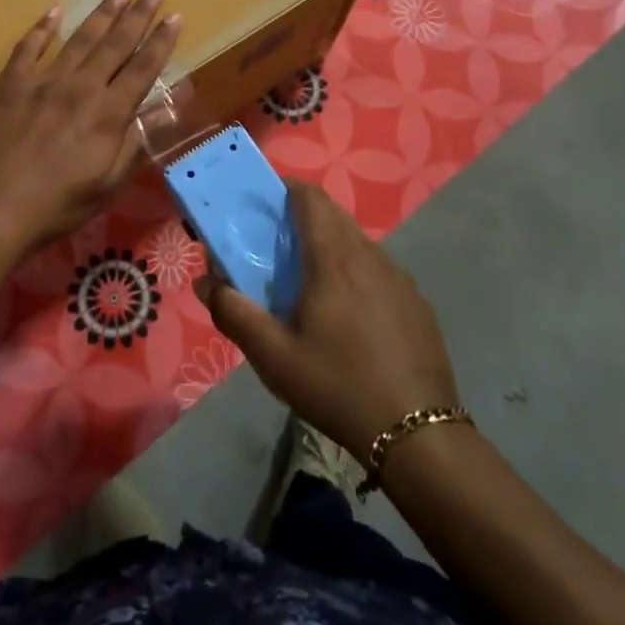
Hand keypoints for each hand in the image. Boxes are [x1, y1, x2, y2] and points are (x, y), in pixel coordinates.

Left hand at [0, 0, 179, 256]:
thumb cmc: (56, 206)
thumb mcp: (108, 184)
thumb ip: (137, 142)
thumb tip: (169, 109)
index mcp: (108, 113)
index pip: (142, 69)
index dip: (160, 42)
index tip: (174, 17)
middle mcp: (80, 87)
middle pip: (114, 44)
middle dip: (137, 16)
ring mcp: (42, 82)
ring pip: (79, 39)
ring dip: (101, 14)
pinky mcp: (10, 85)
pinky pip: (28, 48)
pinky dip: (42, 28)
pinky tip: (53, 11)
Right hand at [196, 182, 460, 466]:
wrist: (419, 434)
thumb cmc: (338, 386)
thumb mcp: (274, 357)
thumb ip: (234, 313)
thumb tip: (206, 281)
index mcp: (334, 258)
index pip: (310, 196)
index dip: (284, 190)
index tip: (262, 206)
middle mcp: (369, 254)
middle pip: (333, 214)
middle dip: (302, 217)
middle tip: (276, 248)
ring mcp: (399, 277)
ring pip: (357, 241)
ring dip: (330, 245)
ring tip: (309, 284)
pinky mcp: (416, 300)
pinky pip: (378, 268)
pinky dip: (356, 272)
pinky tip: (350, 317)